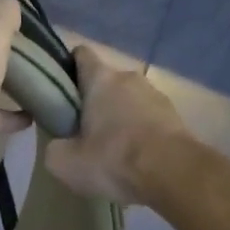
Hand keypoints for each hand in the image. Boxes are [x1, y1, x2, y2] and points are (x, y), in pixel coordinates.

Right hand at [42, 45, 194, 205]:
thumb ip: (54, 147)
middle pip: (105, 81)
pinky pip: (148, 118)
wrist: (174, 175)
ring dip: (119, 116)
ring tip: (111, 149)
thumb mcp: (64, 162)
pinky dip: (140, 132)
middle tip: (81, 130)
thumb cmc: (114, 159)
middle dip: (92, 100)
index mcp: (100, 78)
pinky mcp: (176, 116)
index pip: (80, 54)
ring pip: (128, 100)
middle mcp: (129, 77)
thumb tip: (59, 145)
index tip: (59, 90)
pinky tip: (135, 158)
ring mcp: (156, 95)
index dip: (67, 68)